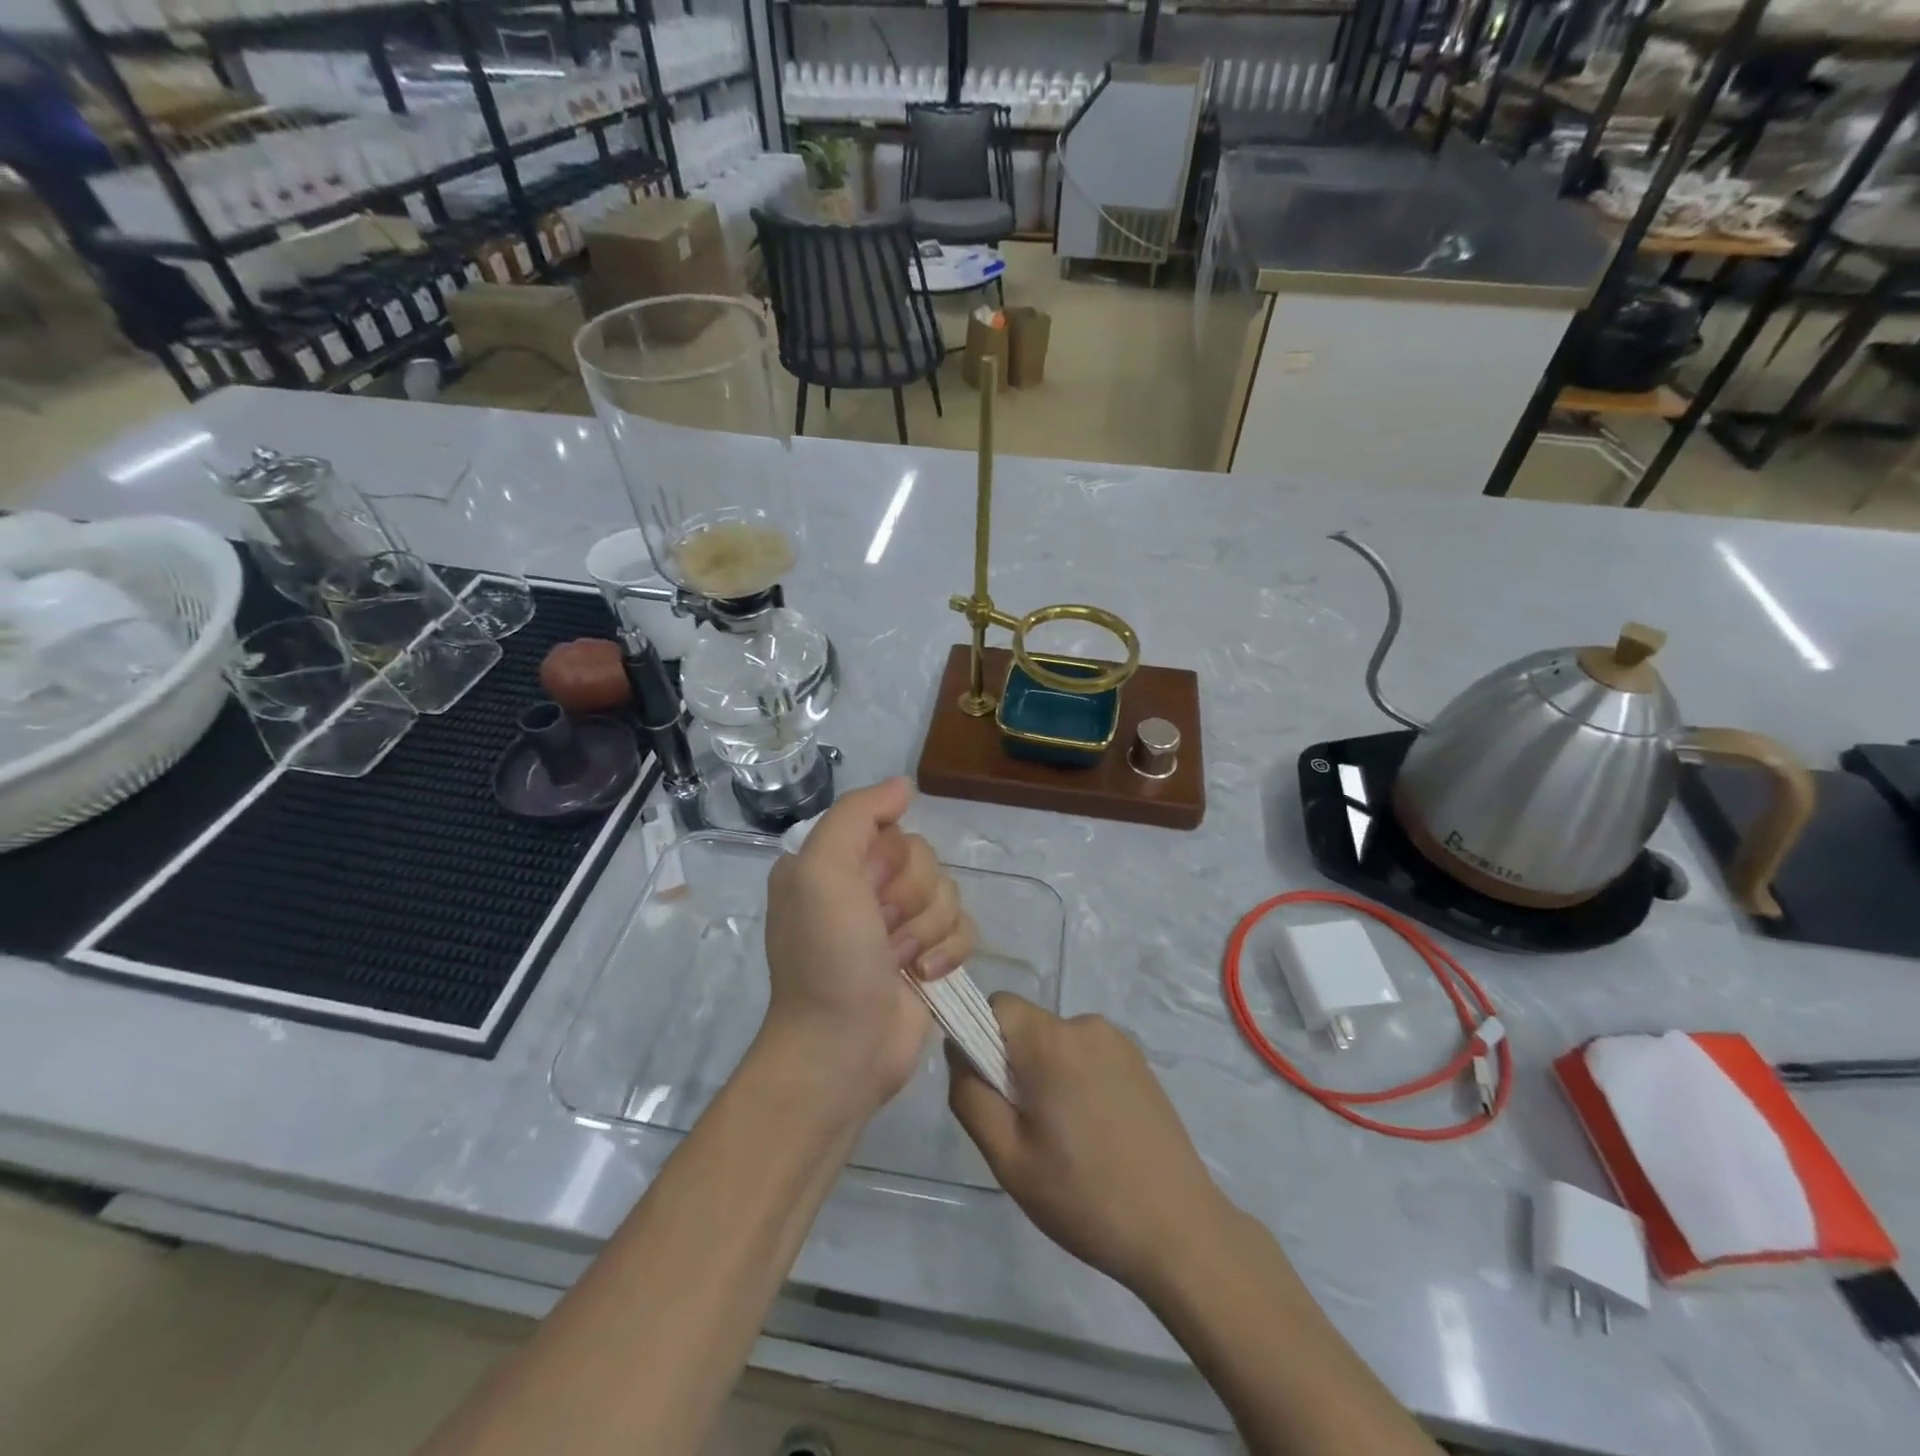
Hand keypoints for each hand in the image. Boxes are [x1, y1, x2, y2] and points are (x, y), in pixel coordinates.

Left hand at [762, 778, 975, 1123]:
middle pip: (925, 859)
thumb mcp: (821, 870)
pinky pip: (965, 927)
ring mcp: (898, 924)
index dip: (889, 858)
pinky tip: (924, 977)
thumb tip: (905, 785)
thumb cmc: (828, 957)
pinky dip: (949, 951)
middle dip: (910, 897)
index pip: (890, 828)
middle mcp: (864, 887)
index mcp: (832, 862)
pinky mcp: (928, 955)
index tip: (867, 889)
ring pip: (949, 892)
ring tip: (898, 961)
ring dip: (927, 929)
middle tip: (881, 930)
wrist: (844, 1047)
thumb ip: (858, 814)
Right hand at [947, 993, 1235, 1296]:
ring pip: (1056, 1043)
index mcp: (1051, 1040)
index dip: (980, 1039)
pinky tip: (1095, 1134)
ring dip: (1047, 1075)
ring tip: (1065, 1139)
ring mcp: (1119, 1042)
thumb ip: (970, 1095)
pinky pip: (1087, 1055)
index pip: (997, 1005)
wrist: (1180, 1230)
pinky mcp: (1140, 1062)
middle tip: (1027, 1128)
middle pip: (1027, 1026)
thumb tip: (959, 1050)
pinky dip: (1077, 1081)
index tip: (991, 1091)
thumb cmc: (1084, 1196)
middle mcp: (1086, 1025)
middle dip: (1015, 1065)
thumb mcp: (1008, 1158)